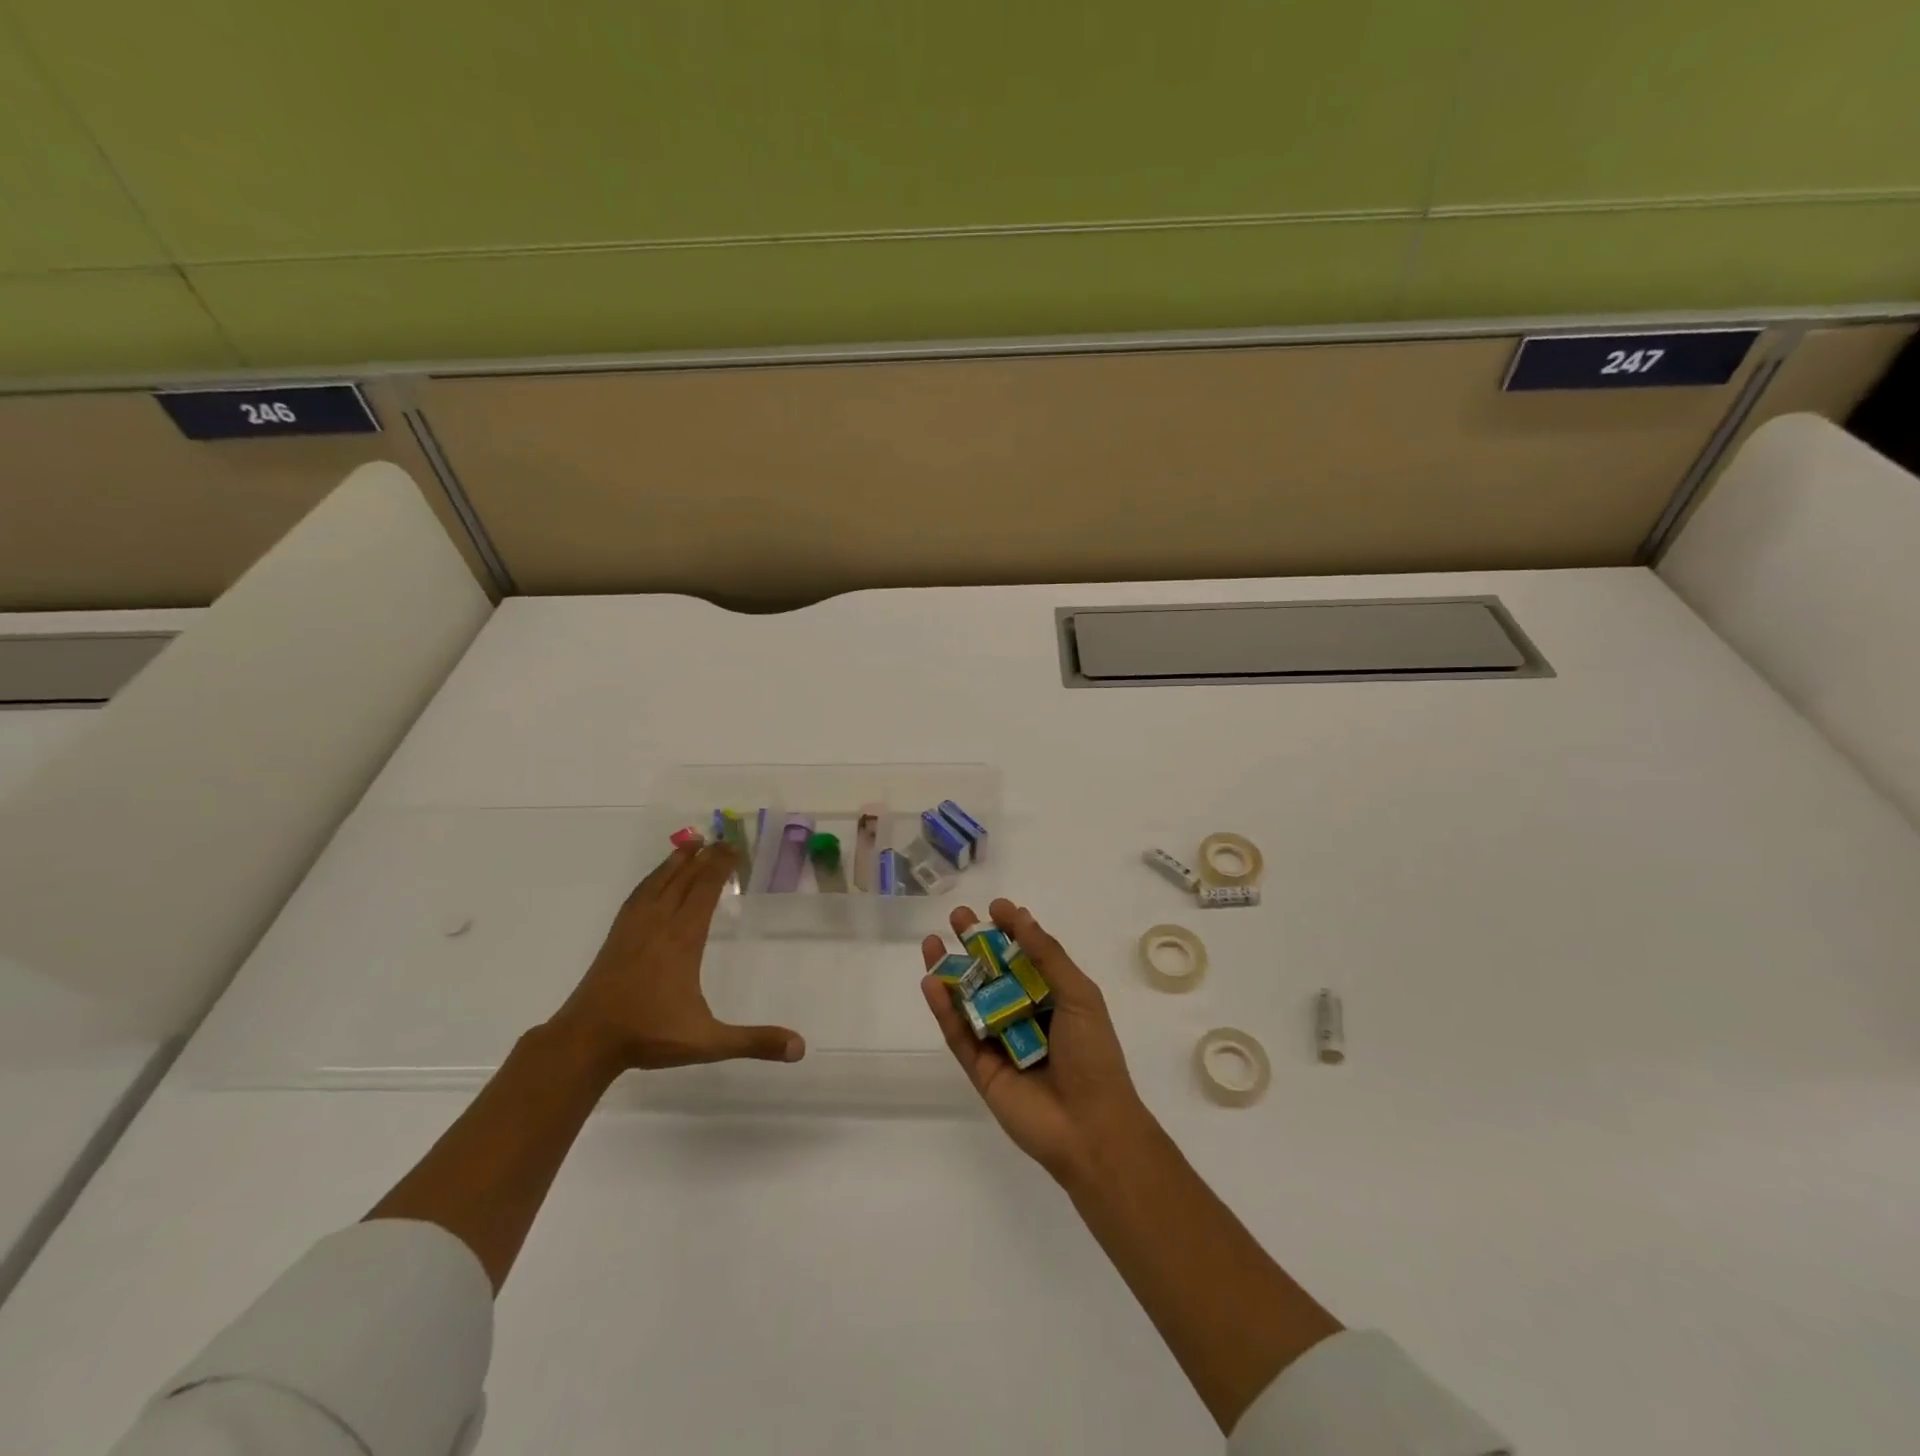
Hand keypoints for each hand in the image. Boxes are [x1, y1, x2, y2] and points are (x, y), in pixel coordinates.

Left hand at [551, 843, 805, 1073]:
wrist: (585, 1041)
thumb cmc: (649, 1036)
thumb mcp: (708, 1042)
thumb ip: (754, 1041)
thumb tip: (800, 1048)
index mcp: (683, 940)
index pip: (704, 892)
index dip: (719, 868)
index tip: (734, 848)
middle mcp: (659, 924)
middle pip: (684, 880)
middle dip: (705, 858)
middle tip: (722, 839)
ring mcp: (634, 928)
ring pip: (658, 883)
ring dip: (677, 861)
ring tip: (691, 843)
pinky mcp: (617, 937)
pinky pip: (638, 895)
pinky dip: (651, 878)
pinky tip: (654, 878)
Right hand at [921, 898, 1149, 1184]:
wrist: (1090, 1128)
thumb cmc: (1093, 1055)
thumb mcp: (1079, 995)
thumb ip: (1047, 956)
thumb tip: (1021, 915)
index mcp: (1053, 997)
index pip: (1027, 955)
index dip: (1011, 930)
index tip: (995, 907)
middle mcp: (1024, 1014)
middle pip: (993, 972)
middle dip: (974, 943)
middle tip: (957, 916)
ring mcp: (1000, 1041)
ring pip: (969, 1000)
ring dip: (951, 971)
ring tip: (931, 941)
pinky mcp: (980, 1068)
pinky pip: (958, 1034)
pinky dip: (944, 1009)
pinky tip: (931, 981)